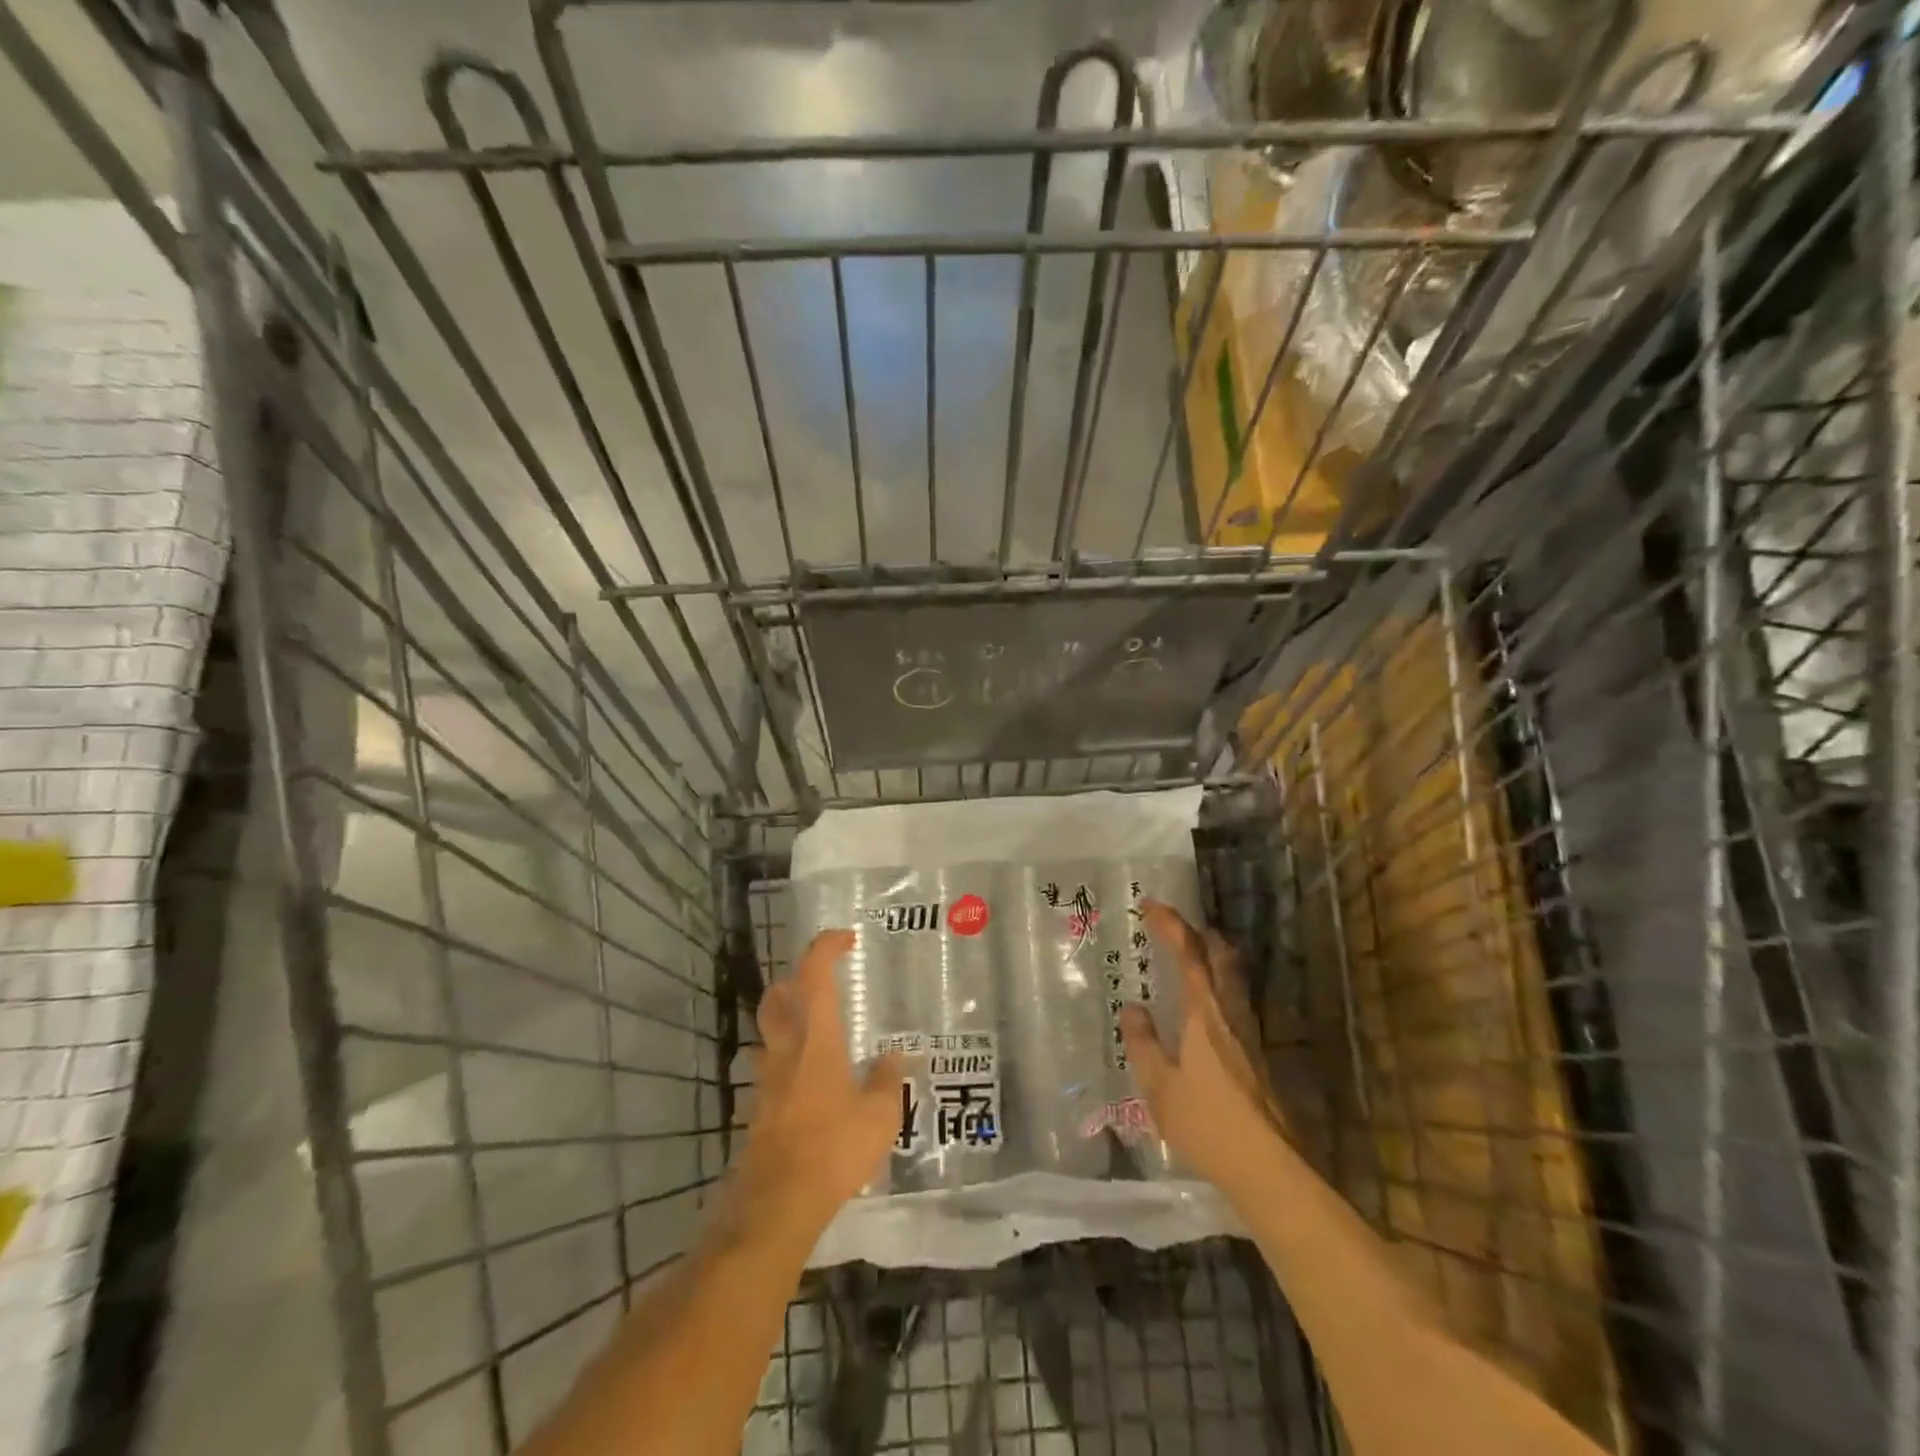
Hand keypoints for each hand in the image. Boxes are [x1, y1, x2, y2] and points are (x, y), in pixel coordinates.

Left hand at [729, 930, 905, 1236]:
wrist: (777, 1203)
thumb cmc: (833, 1148)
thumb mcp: (879, 1115)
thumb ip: (889, 1080)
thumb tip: (898, 1057)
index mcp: (816, 1037)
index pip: (813, 973)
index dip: (826, 946)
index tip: (847, 939)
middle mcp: (785, 1048)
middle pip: (777, 994)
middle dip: (797, 978)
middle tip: (824, 983)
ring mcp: (766, 1078)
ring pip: (769, 1029)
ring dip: (788, 1017)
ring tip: (819, 1031)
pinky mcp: (758, 1107)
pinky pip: (770, 1067)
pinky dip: (787, 1059)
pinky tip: (811, 1082)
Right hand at [1121, 902, 1286, 1193]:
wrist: (1269, 1168)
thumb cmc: (1208, 1125)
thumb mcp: (1159, 1087)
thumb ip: (1143, 1043)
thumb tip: (1133, 1007)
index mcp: (1204, 1013)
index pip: (1188, 954)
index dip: (1170, 924)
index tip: (1150, 904)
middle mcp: (1230, 1013)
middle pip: (1219, 956)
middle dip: (1195, 933)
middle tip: (1170, 927)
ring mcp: (1248, 1033)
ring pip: (1231, 977)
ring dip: (1209, 956)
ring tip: (1185, 957)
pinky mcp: (1256, 1053)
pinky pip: (1234, 999)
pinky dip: (1215, 983)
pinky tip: (1203, 1007)